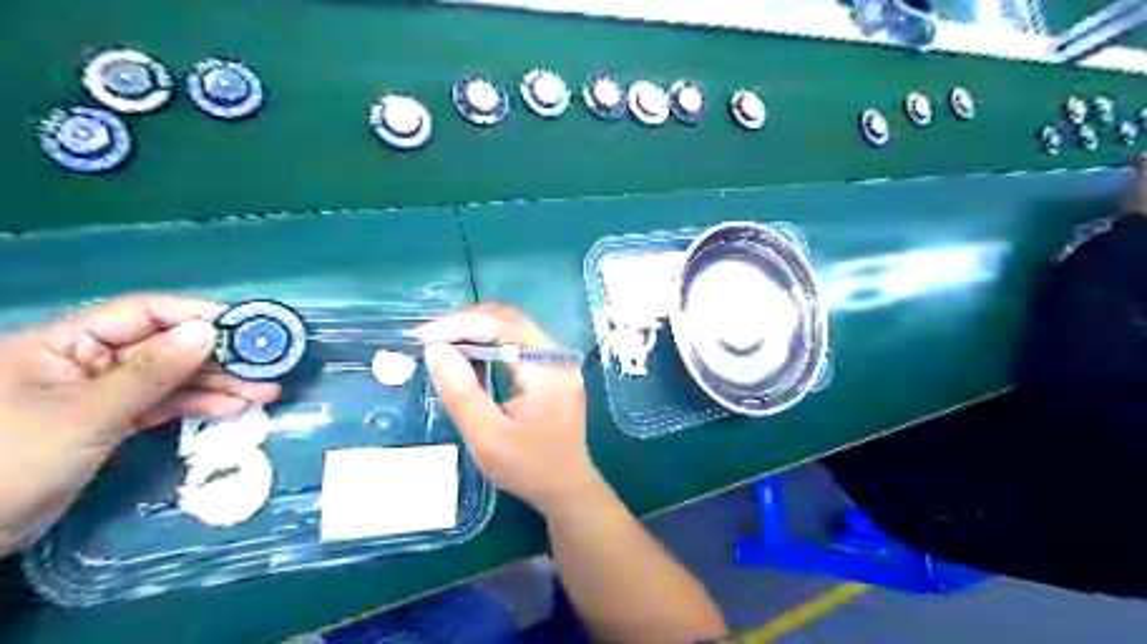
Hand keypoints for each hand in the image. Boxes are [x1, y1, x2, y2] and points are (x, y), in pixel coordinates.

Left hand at [0, 293, 277, 551]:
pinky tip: (234, 409)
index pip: (144, 313)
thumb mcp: (88, 413)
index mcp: (65, 343)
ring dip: (219, 384)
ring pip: (173, 377)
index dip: (197, 316)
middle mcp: (88, 360)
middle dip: (219, 358)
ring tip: (265, 392)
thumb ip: (151, 372)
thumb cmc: (11, 461)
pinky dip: (199, 406)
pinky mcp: (114, 421)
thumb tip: (208, 331)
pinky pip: (166, 404)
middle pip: (167, 346)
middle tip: (267, 368)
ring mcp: (104, 392)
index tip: (247, 328)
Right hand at [419, 305, 601, 514]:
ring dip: (475, 332)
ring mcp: (556, 361)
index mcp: (548, 369)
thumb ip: (462, 394)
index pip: (504, 326)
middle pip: (509, 321)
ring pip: (512, 329)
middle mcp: (557, 356)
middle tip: (428, 339)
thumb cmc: (529, 468)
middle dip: (465, 324)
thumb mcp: (488, 438)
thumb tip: (435, 350)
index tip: (423, 336)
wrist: (566, 488)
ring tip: (440, 346)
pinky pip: (516, 344)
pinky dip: (488, 345)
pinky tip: (465, 358)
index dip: (460, 325)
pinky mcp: (550, 370)